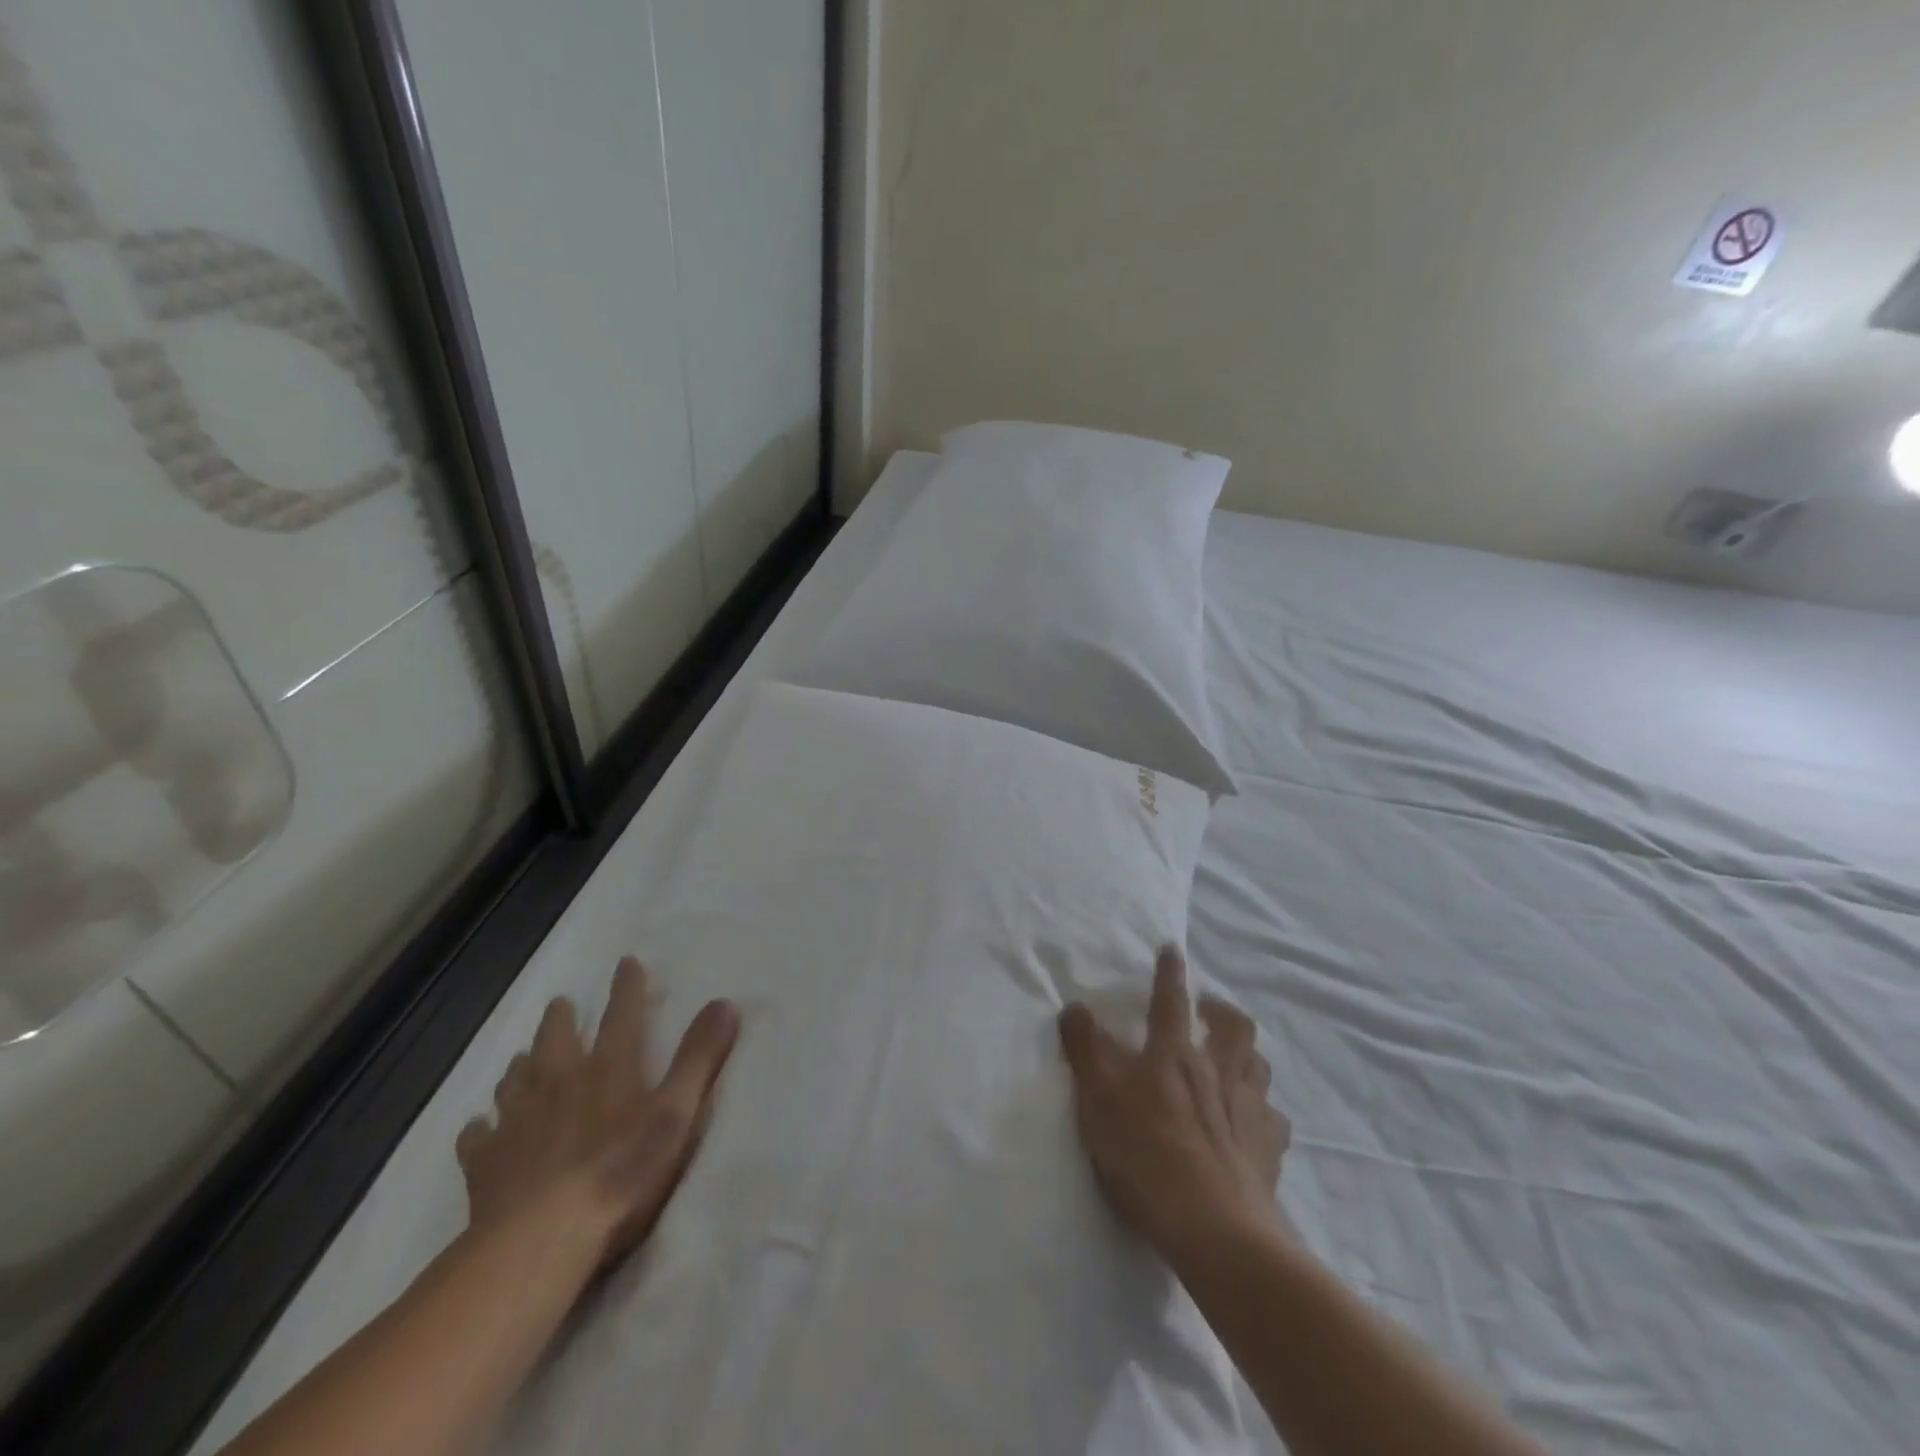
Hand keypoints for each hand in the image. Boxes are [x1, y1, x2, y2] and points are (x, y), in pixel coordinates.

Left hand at [457, 956, 738, 1272]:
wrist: (540, 1240)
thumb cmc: (621, 1172)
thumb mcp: (676, 1113)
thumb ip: (699, 1057)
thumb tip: (724, 1001)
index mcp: (609, 1068)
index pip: (622, 1014)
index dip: (627, 987)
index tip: (626, 962)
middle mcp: (560, 1082)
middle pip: (557, 1039)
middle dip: (561, 1018)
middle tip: (559, 1003)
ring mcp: (518, 1121)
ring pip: (515, 1079)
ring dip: (522, 1064)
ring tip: (522, 1058)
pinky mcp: (486, 1162)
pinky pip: (478, 1136)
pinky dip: (481, 1127)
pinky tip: (480, 1127)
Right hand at [1058, 946, 1288, 1260]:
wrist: (1215, 1230)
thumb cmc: (1147, 1156)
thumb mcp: (1099, 1100)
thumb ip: (1086, 1050)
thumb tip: (1074, 1006)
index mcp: (1174, 1055)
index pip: (1170, 1000)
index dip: (1169, 972)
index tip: (1172, 949)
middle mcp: (1218, 1072)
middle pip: (1233, 1026)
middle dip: (1220, 1009)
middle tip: (1207, 1010)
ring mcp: (1249, 1110)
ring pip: (1258, 1066)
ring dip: (1245, 1054)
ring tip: (1231, 1060)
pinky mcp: (1270, 1151)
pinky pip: (1273, 1119)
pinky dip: (1261, 1111)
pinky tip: (1251, 1123)